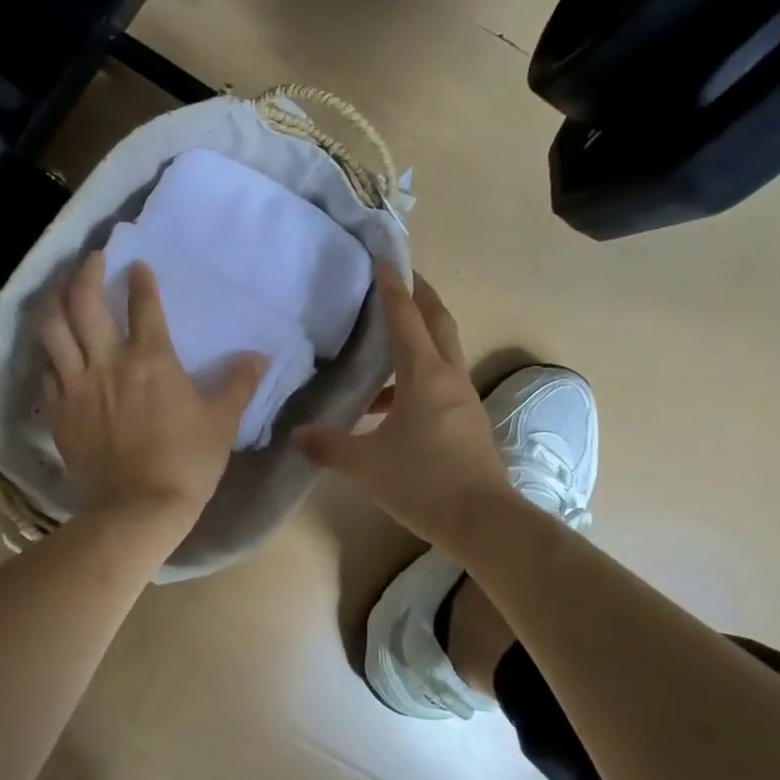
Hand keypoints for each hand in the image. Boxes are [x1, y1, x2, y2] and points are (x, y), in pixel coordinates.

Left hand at [39, 251, 265, 531]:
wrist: (138, 509)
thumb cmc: (186, 463)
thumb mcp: (222, 422)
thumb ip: (238, 384)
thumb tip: (260, 356)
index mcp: (151, 359)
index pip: (143, 304)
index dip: (141, 280)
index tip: (138, 266)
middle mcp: (107, 362)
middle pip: (84, 302)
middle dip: (86, 272)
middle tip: (91, 259)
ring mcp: (76, 386)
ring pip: (53, 330)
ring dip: (55, 303)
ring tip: (61, 292)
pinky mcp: (58, 411)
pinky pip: (45, 372)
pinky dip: (49, 355)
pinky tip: (53, 352)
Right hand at [294, 264, 508, 550]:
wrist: (482, 521)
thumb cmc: (422, 480)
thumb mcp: (366, 463)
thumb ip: (329, 445)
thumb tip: (297, 435)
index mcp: (424, 374)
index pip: (405, 317)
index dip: (393, 287)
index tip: (384, 259)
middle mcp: (448, 377)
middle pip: (437, 322)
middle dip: (420, 296)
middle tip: (401, 276)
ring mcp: (462, 399)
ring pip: (441, 353)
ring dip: (419, 338)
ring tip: (384, 344)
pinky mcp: (466, 421)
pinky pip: (440, 384)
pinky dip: (416, 379)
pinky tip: (387, 408)